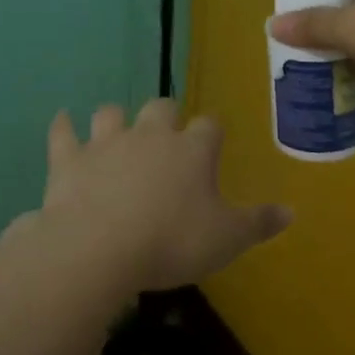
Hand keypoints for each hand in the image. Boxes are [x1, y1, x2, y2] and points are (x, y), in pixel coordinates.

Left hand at [33, 99, 289, 291]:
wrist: (100, 248)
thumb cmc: (172, 242)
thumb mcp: (226, 240)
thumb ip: (258, 223)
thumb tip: (292, 211)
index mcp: (191, 150)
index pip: (210, 126)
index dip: (212, 133)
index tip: (212, 143)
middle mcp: (150, 135)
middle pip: (161, 107)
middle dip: (166, 116)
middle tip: (166, 137)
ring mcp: (106, 143)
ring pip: (111, 113)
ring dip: (115, 120)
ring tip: (117, 132)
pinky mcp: (69, 158)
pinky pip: (63, 132)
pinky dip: (63, 127)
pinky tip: (62, 122)